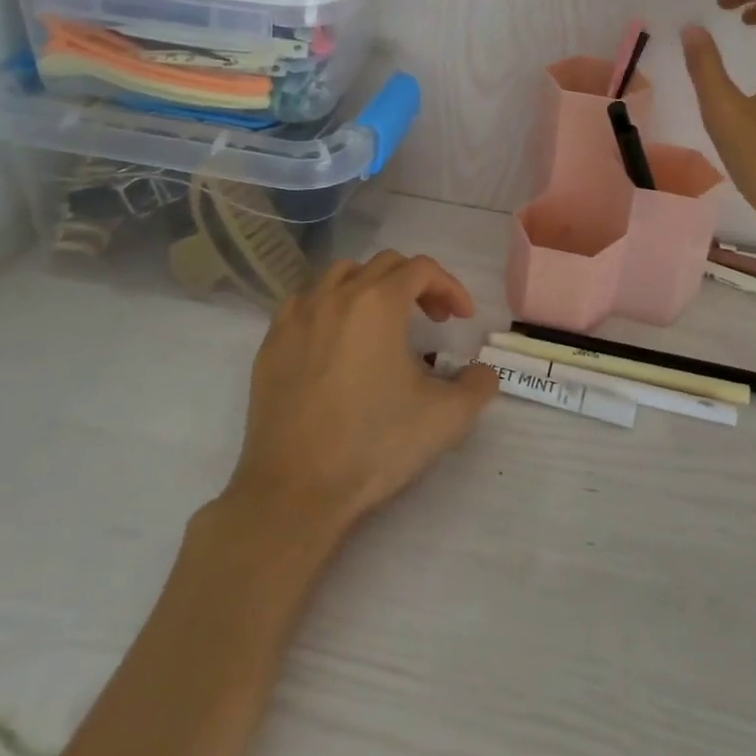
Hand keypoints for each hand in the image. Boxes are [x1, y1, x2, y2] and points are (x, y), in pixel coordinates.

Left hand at [223, 252, 498, 540]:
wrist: (295, 491)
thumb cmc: (374, 445)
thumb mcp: (446, 418)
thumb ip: (478, 385)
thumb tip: (484, 373)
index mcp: (379, 303)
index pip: (422, 269)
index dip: (450, 287)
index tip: (461, 318)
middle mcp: (337, 296)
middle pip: (384, 264)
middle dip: (416, 284)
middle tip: (431, 320)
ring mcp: (298, 317)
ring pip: (340, 274)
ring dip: (370, 286)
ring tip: (383, 322)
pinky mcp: (271, 344)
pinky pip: (304, 302)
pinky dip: (328, 306)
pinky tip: (335, 339)